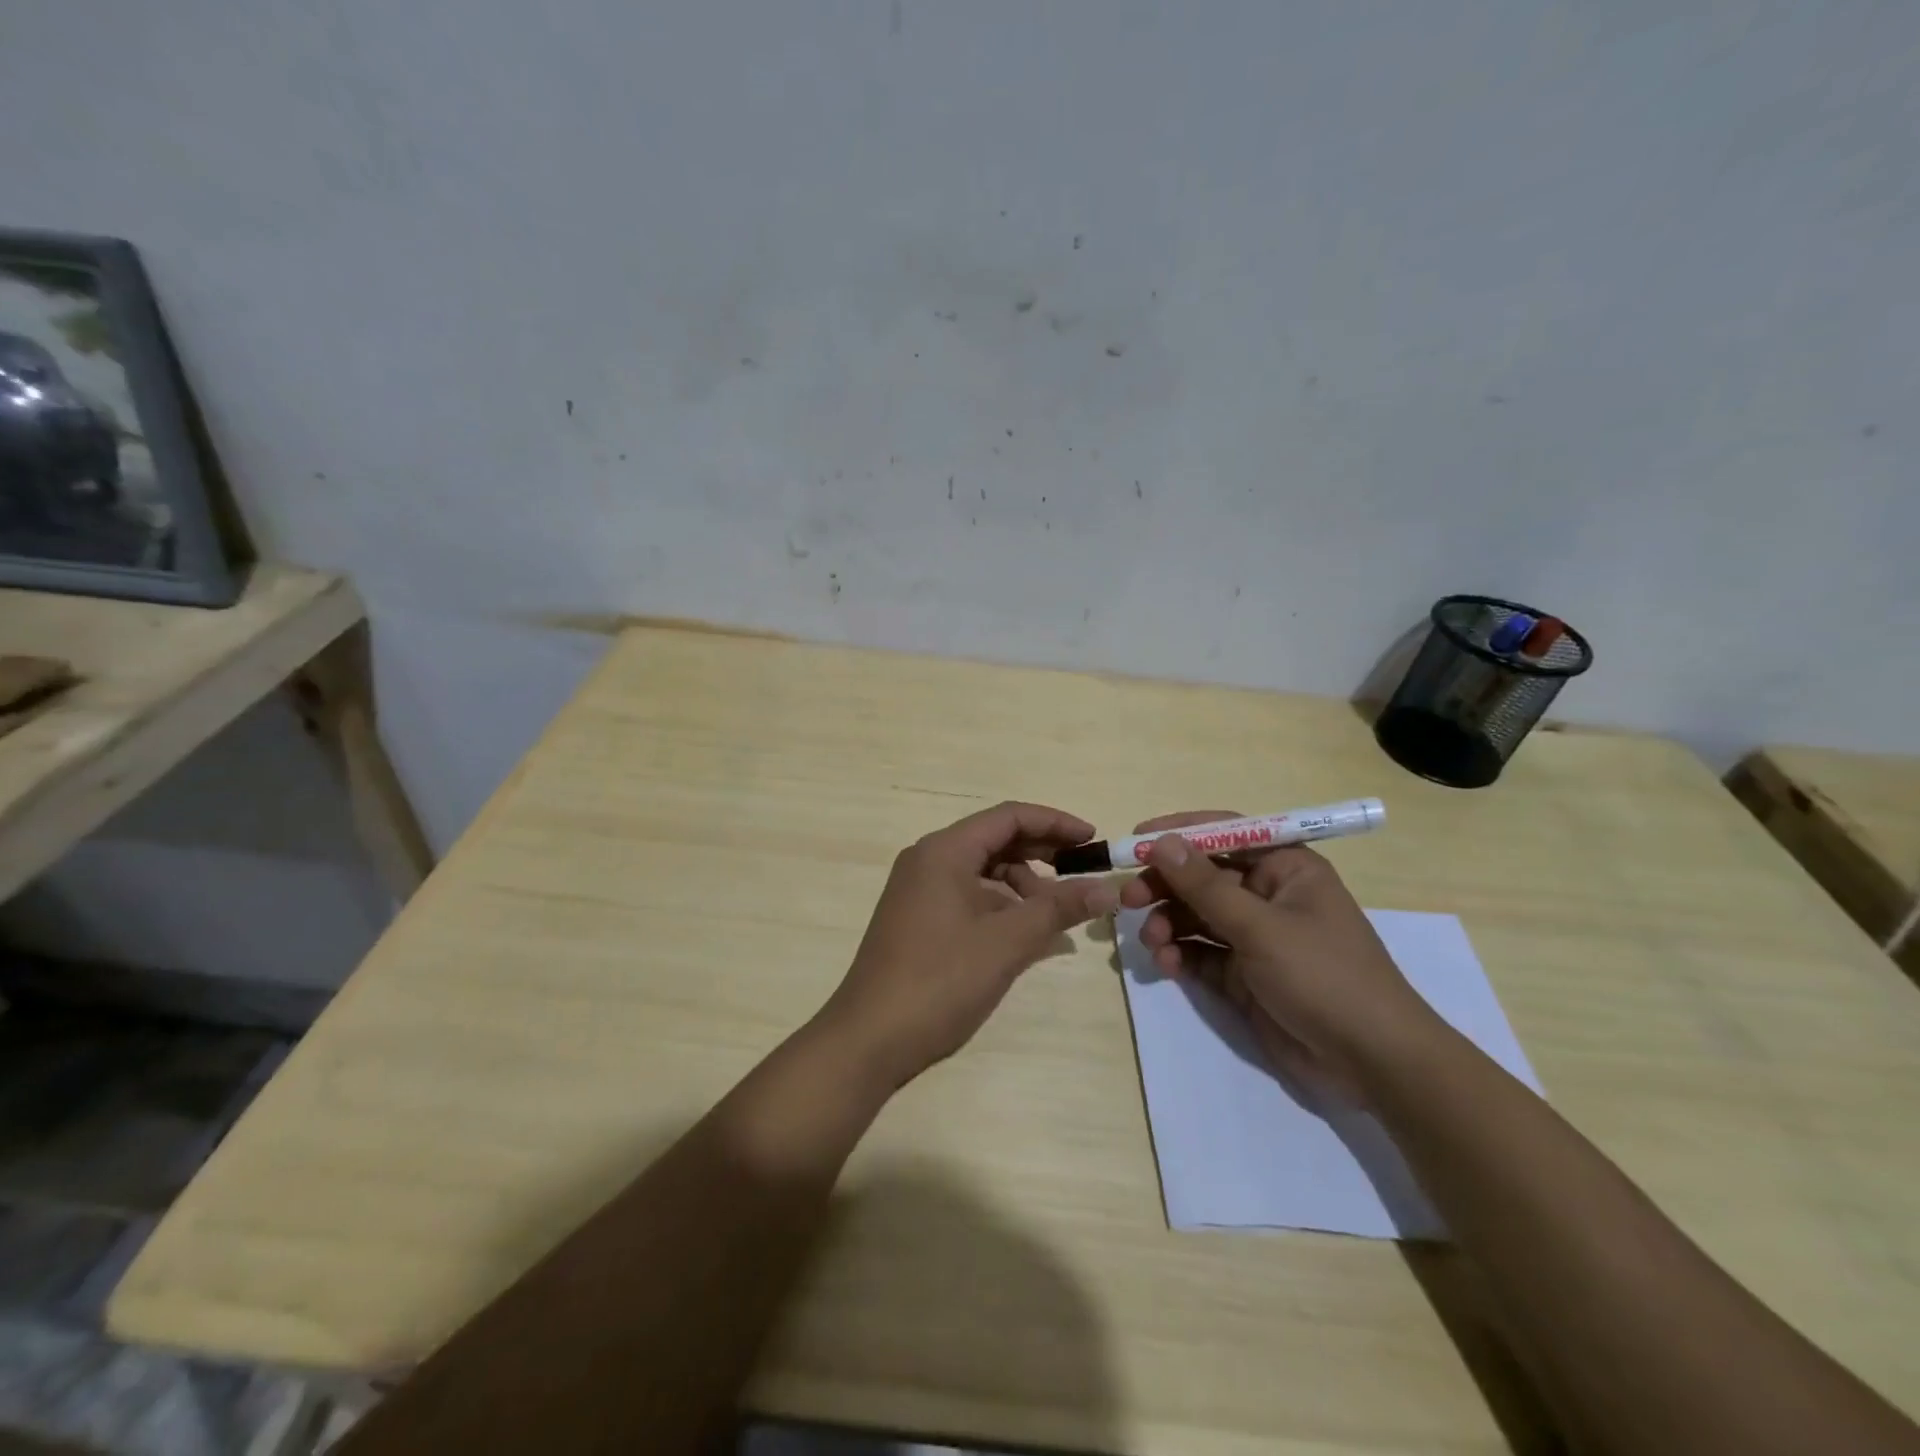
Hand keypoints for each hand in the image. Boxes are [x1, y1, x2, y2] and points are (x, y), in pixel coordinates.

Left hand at [818, 801, 1117, 1090]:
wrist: (869, 1038)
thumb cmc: (940, 980)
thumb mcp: (1007, 942)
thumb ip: (1059, 909)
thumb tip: (1109, 889)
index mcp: (944, 851)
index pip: (1008, 817)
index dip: (1055, 823)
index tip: (1093, 841)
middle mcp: (928, 860)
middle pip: (995, 840)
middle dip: (1043, 853)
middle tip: (1083, 874)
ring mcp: (919, 890)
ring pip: (983, 871)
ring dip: (1023, 885)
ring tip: (1057, 915)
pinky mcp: (918, 918)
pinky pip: (968, 895)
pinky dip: (1001, 906)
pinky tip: (1025, 933)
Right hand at [1116, 810, 1440, 1101]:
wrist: (1372, 1063)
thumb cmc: (1324, 976)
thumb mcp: (1261, 927)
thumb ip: (1206, 886)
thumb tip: (1162, 842)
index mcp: (1285, 868)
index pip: (1225, 834)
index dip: (1180, 833)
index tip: (1136, 841)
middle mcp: (1267, 895)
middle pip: (1203, 877)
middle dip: (1165, 886)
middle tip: (1129, 899)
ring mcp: (1255, 936)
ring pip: (1196, 916)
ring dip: (1168, 924)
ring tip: (1152, 942)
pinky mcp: (1243, 974)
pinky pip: (1200, 953)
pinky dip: (1180, 955)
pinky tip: (1167, 965)